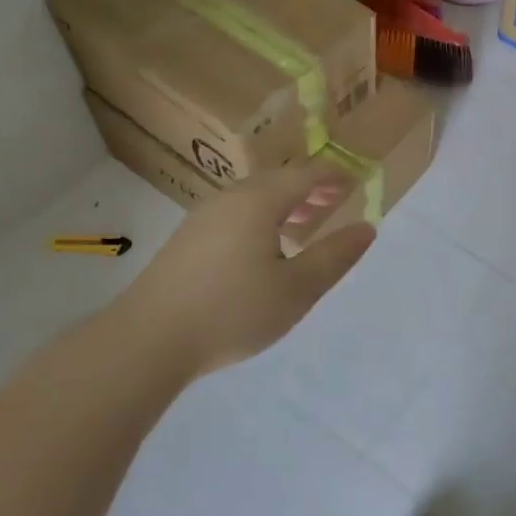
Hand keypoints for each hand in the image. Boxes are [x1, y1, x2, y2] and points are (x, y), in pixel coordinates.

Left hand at [120, 163, 375, 375]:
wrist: (148, 340)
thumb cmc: (233, 311)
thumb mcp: (297, 289)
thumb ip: (334, 256)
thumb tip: (366, 228)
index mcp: (258, 201)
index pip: (304, 175)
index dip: (333, 177)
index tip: (355, 184)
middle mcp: (228, 199)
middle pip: (276, 182)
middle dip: (308, 189)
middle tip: (334, 202)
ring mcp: (202, 219)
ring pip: (252, 198)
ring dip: (283, 205)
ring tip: (303, 224)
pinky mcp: (186, 242)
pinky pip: (234, 215)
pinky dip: (260, 219)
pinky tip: (262, 249)